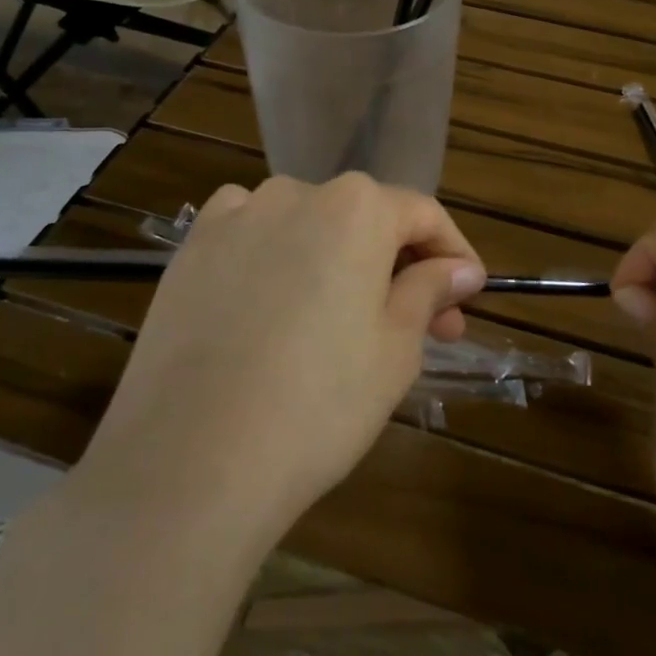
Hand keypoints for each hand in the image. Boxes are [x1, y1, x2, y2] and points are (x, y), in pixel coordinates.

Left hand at [75, 174, 485, 546]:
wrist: (189, 463)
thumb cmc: (318, 404)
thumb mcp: (395, 349)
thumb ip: (430, 291)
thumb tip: (460, 270)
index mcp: (355, 207)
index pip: (422, 214)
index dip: (453, 254)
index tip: (467, 297)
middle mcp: (294, 193)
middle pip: (364, 218)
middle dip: (400, 265)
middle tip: (425, 325)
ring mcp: (234, 218)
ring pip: (307, 226)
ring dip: (339, 261)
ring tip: (345, 320)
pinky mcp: (190, 252)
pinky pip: (250, 238)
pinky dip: (277, 259)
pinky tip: (276, 306)